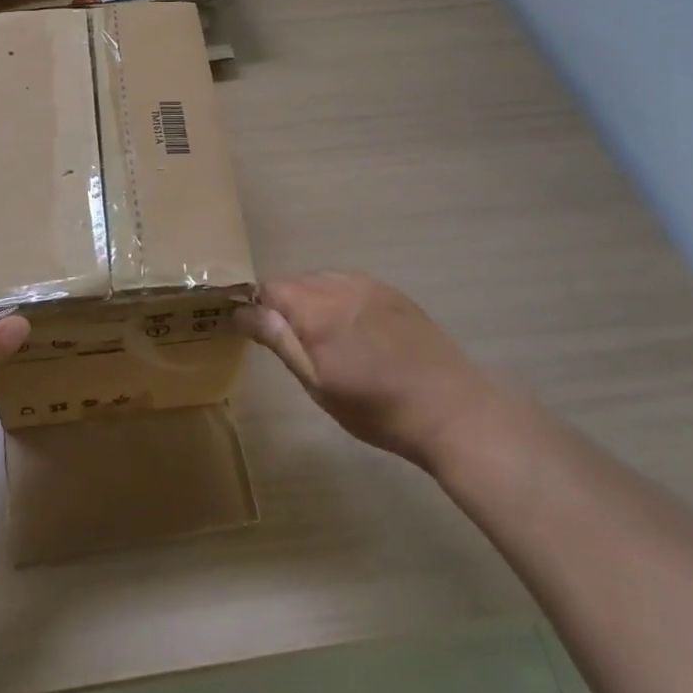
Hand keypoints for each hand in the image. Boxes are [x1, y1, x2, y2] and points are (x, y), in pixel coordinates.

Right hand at [237, 272, 493, 469]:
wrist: (451, 411)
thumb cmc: (377, 408)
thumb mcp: (318, 385)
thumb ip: (280, 341)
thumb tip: (241, 311)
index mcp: (318, 308)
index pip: (268, 289)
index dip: (256, 307)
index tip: (256, 333)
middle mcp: (342, 285)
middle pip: (295, 282)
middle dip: (284, 305)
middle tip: (292, 344)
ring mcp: (371, 286)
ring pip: (323, 281)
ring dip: (312, 301)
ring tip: (323, 339)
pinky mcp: (393, 293)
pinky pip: (350, 285)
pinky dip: (339, 300)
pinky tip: (353, 332)